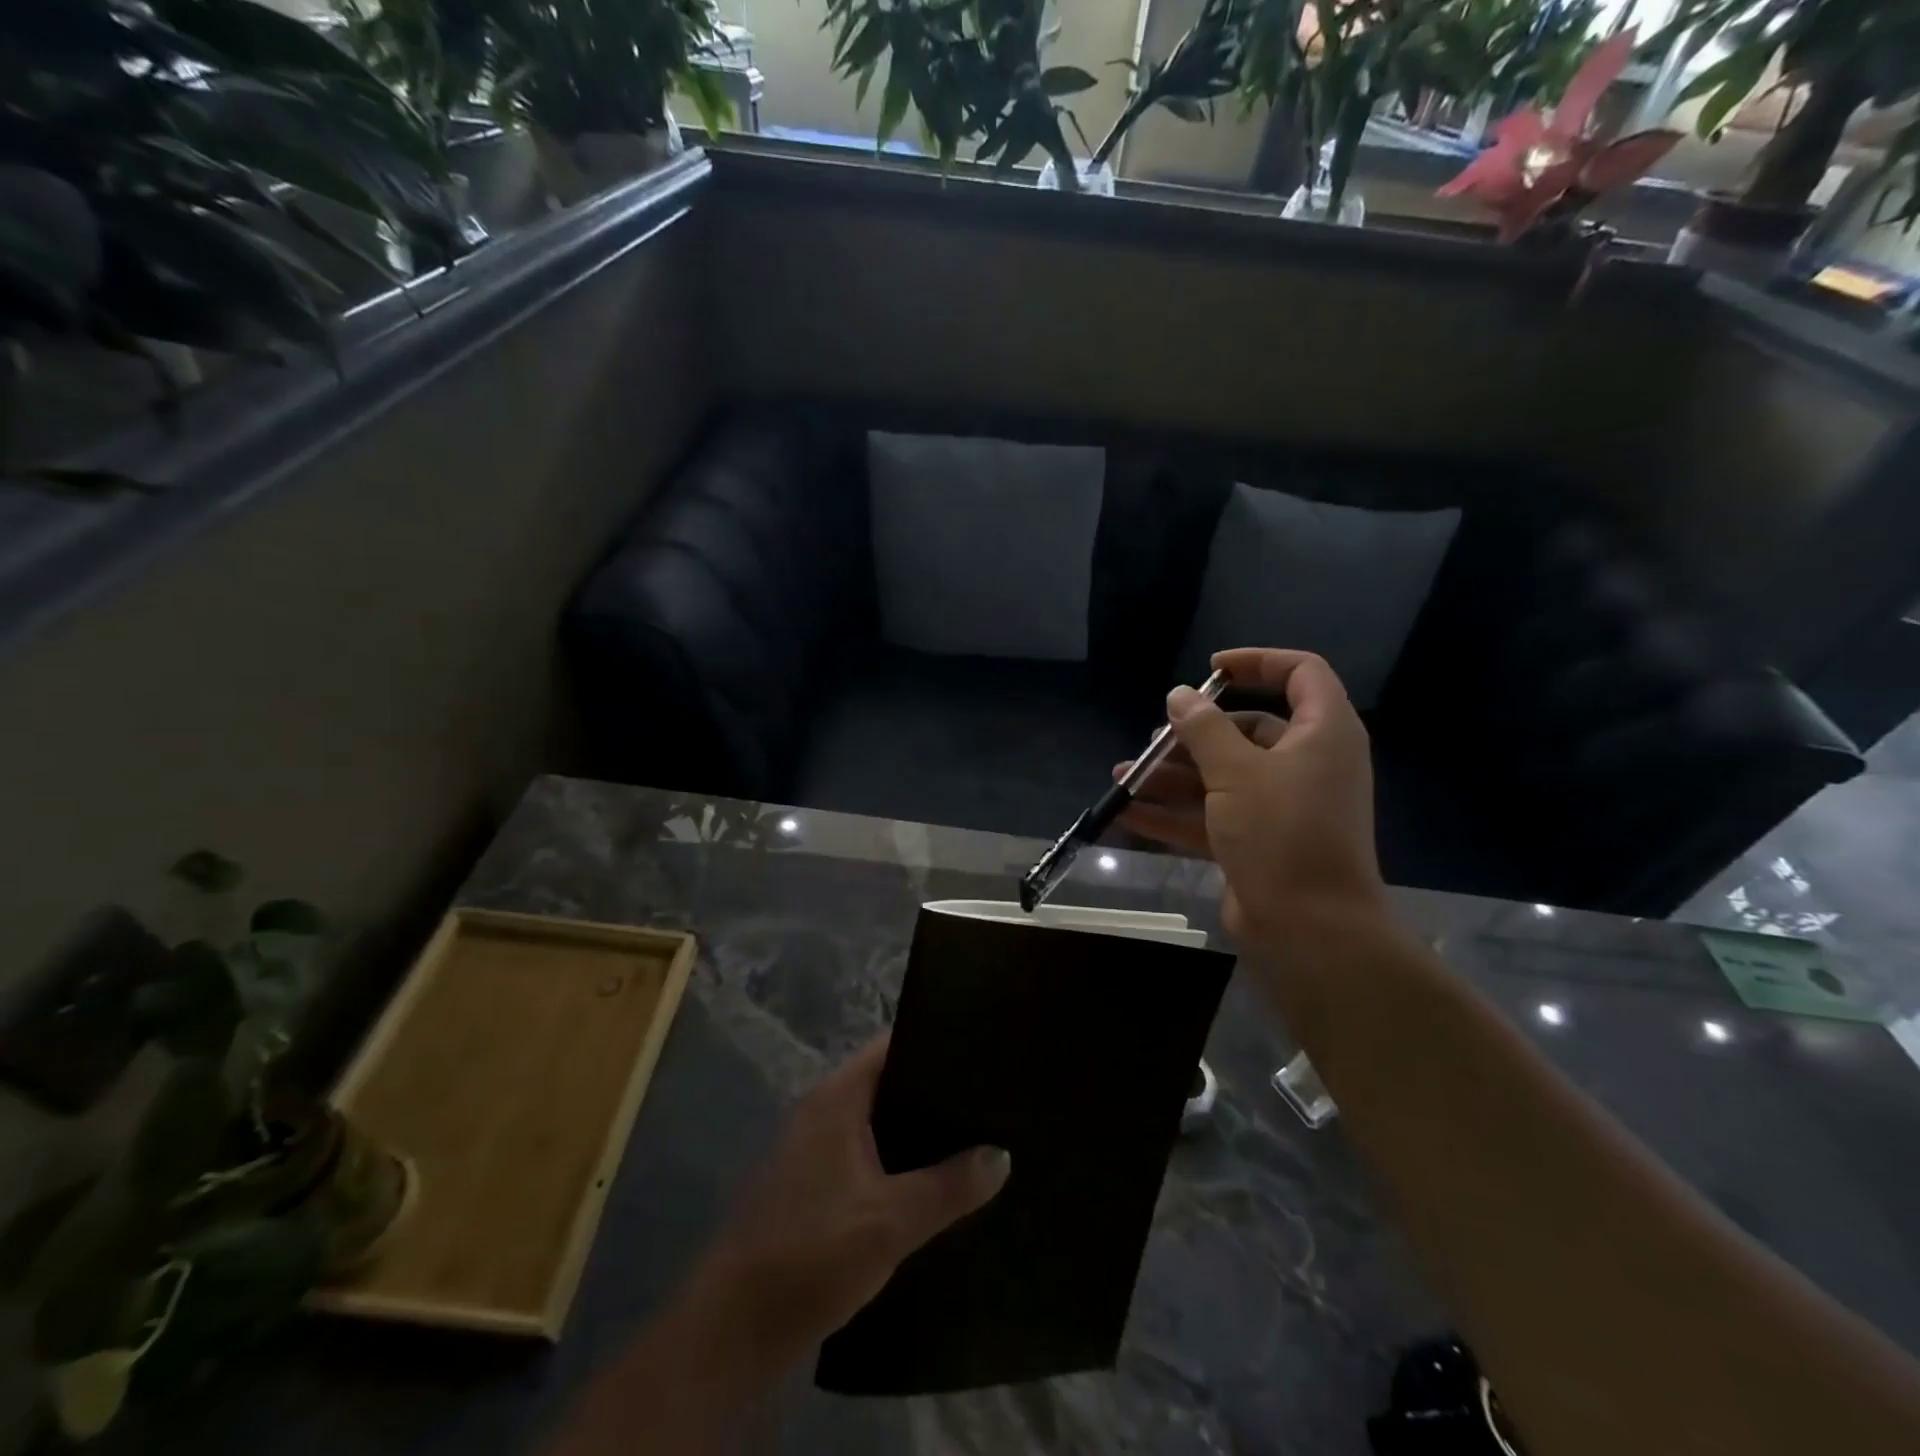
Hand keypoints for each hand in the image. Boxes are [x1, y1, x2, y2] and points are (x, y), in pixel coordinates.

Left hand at [688, 1035, 1009, 1373]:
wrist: (732, 1331)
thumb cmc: (811, 1255)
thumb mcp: (891, 1221)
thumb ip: (949, 1186)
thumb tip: (1001, 1155)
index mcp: (837, 1098)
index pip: (891, 1045)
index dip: (935, 1041)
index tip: (981, 1050)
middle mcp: (823, 1111)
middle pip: (888, 1083)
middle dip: (935, 1092)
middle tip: (990, 1098)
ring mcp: (814, 1150)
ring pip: (879, 1124)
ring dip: (918, 1132)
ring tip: (976, 1137)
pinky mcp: (813, 1187)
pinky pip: (867, 1156)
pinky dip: (899, 1162)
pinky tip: (935, 1185)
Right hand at [1124, 648, 1384, 947]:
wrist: (1311, 930)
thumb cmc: (1282, 833)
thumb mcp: (1236, 772)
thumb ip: (1203, 728)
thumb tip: (1179, 695)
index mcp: (1322, 734)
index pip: (1301, 673)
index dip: (1256, 662)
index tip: (1210, 670)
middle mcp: (1306, 764)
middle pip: (1247, 729)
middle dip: (1194, 734)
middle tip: (1153, 740)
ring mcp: (1281, 806)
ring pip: (1223, 775)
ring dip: (1173, 775)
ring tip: (1124, 776)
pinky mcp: (1258, 841)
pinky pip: (1213, 815)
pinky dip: (1175, 812)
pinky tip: (1129, 811)